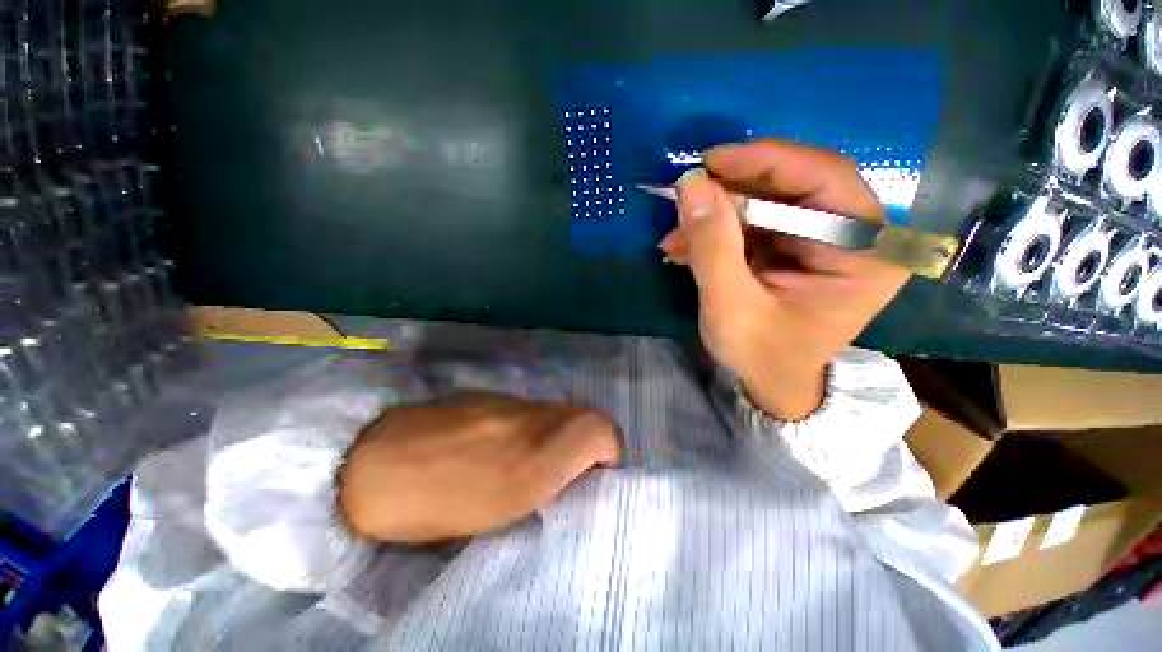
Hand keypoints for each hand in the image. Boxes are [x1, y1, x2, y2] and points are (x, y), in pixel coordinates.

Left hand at [338, 394, 620, 543]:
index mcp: (539, 451)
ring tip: (537, 470)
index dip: (609, 454)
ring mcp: (515, 401)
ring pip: (561, 414)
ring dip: (563, 439)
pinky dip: (538, 430)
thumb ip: (553, 481)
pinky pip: (535, 412)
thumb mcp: (505, 509)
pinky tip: (508, 452)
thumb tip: (579, 473)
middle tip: (569, 480)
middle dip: (589, 448)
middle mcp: (534, 415)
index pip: (604, 430)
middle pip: (587, 418)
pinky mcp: (496, 397)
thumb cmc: (439, 501)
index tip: (592, 481)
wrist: (376, 462)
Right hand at [658, 140, 909, 420]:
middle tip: (687, 194)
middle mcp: (856, 236)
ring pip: (769, 202)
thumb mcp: (731, 306)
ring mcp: (824, 239)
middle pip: (795, 185)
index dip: (766, 162)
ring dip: (718, 213)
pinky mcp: (796, 246)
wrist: (771, 383)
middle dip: (734, 190)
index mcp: (865, 253)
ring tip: (677, 235)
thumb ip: (713, 247)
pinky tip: (687, 244)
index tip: (711, 161)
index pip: (825, 180)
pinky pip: (756, 222)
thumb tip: (690, 184)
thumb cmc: (761, 355)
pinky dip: (719, 229)